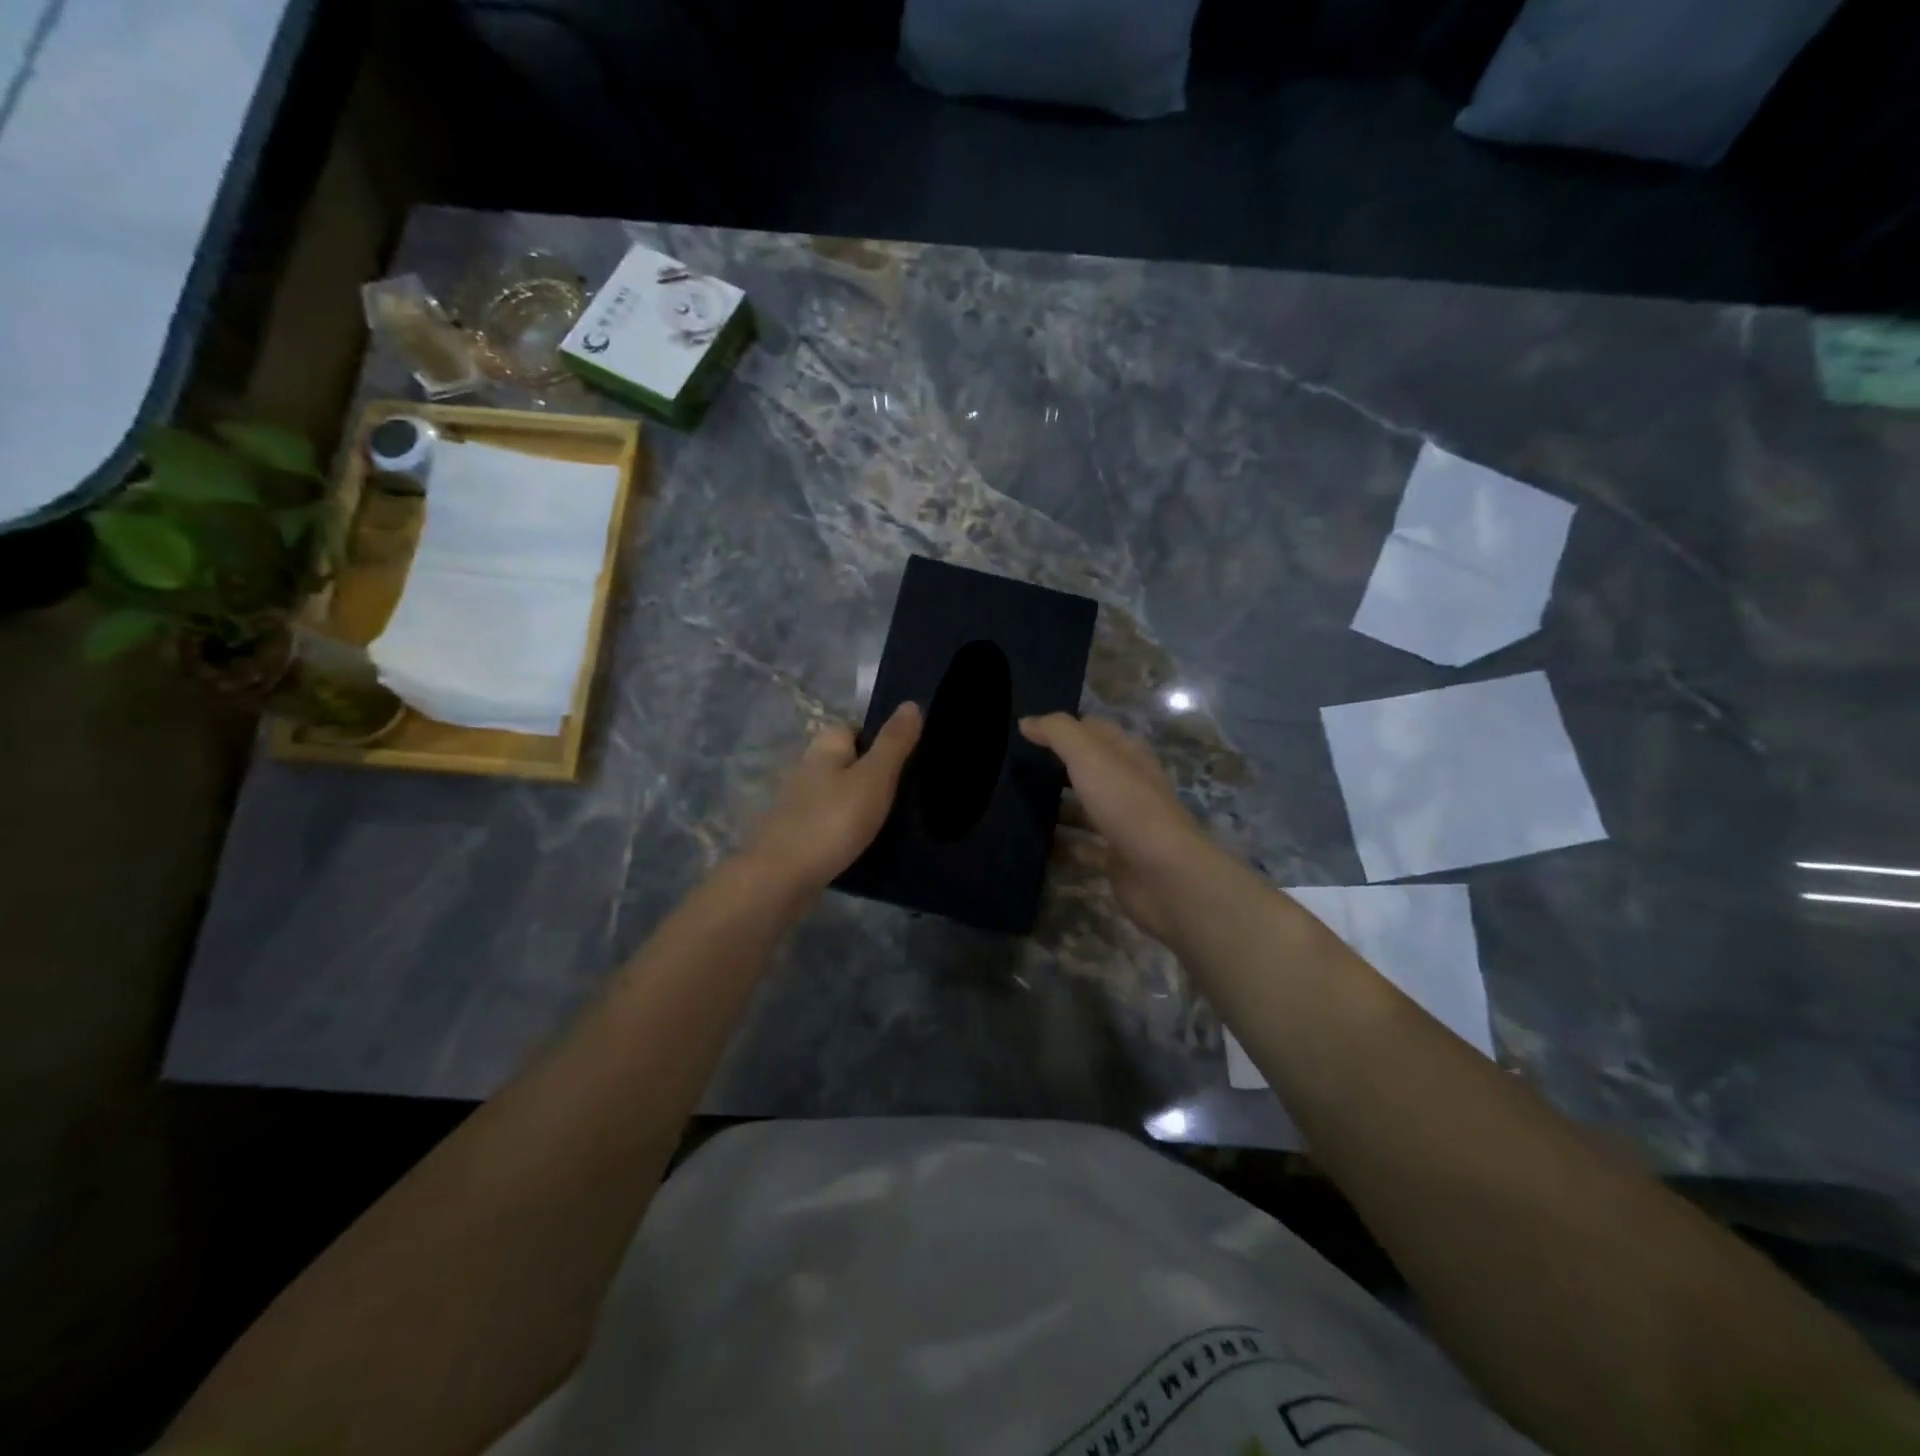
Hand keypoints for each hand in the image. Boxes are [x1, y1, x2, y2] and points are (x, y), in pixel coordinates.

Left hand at [744, 703, 922, 895]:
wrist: (781, 878)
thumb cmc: (832, 821)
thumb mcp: (874, 778)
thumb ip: (893, 743)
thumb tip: (911, 703)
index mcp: (823, 748)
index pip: (852, 728)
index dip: (878, 739)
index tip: (905, 759)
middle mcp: (805, 768)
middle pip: (843, 760)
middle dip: (868, 772)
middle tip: (902, 792)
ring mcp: (796, 803)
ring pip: (835, 792)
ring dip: (856, 802)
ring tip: (887, 819)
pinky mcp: (794, 833)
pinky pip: (827, 820)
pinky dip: (843, 827)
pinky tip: (860, 842)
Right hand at [1021, 713, 1224, 945]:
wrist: (1164, 873)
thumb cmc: (1126, 804)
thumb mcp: (1089, 756)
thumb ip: (1057, 733)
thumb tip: (1026, 721)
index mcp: (1128, 755)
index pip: (1095, 730)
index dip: (1064, 728)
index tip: (1027, 732)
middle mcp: (1129, 785)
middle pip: (1090, 770)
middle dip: (1057, 767)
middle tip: (1015, 769)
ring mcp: (1124, 824)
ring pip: (1085, 809)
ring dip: (1058, 807)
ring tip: (1016, 805)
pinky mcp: (1117, 859)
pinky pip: (1083, 846)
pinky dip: (1062, 845)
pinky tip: (1034, 842)